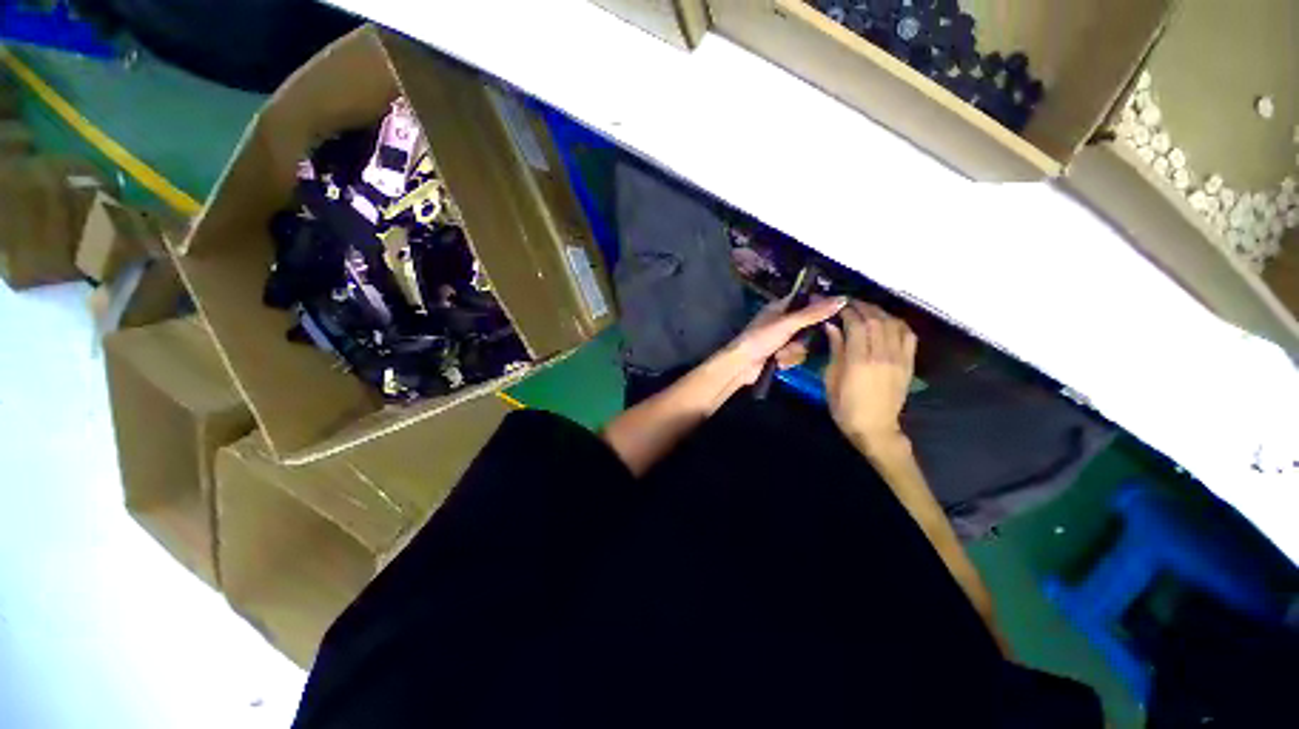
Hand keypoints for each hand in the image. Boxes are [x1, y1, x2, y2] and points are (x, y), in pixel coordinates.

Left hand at [722, 294, 848, 386]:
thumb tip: (841, 299)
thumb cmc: (760, 339)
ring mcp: (781, 340)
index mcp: (780, 308)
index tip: (831, 314)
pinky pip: (796, 356)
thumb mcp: (787, 324)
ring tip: (779, 354)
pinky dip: (788, 360)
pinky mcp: (780, 355)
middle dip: (802, 339)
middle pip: (808, 326)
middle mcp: (782, 322)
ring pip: (803, 344)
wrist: (742, 365)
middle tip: (794, 342)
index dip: (819, 307)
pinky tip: (777, 362)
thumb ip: (813, 314)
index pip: (807, 301)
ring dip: (793, 352)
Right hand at [824, 301, 917, 449]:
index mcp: (858, 361)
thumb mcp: (831, 379)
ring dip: (879, 312)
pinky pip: (908, 335)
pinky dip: (898, 323)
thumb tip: (832, 326)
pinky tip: (888, 321)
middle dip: (862, 307)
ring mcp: (898, 359)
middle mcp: (881, 356)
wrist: (875, 428)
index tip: (838, 306)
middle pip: (875, 320)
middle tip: (850, 303)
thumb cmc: (845, 407)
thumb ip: (835, 350)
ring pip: (893, 324)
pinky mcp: (908, 364)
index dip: (847, 311)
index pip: (856, 325)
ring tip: (866, 309)